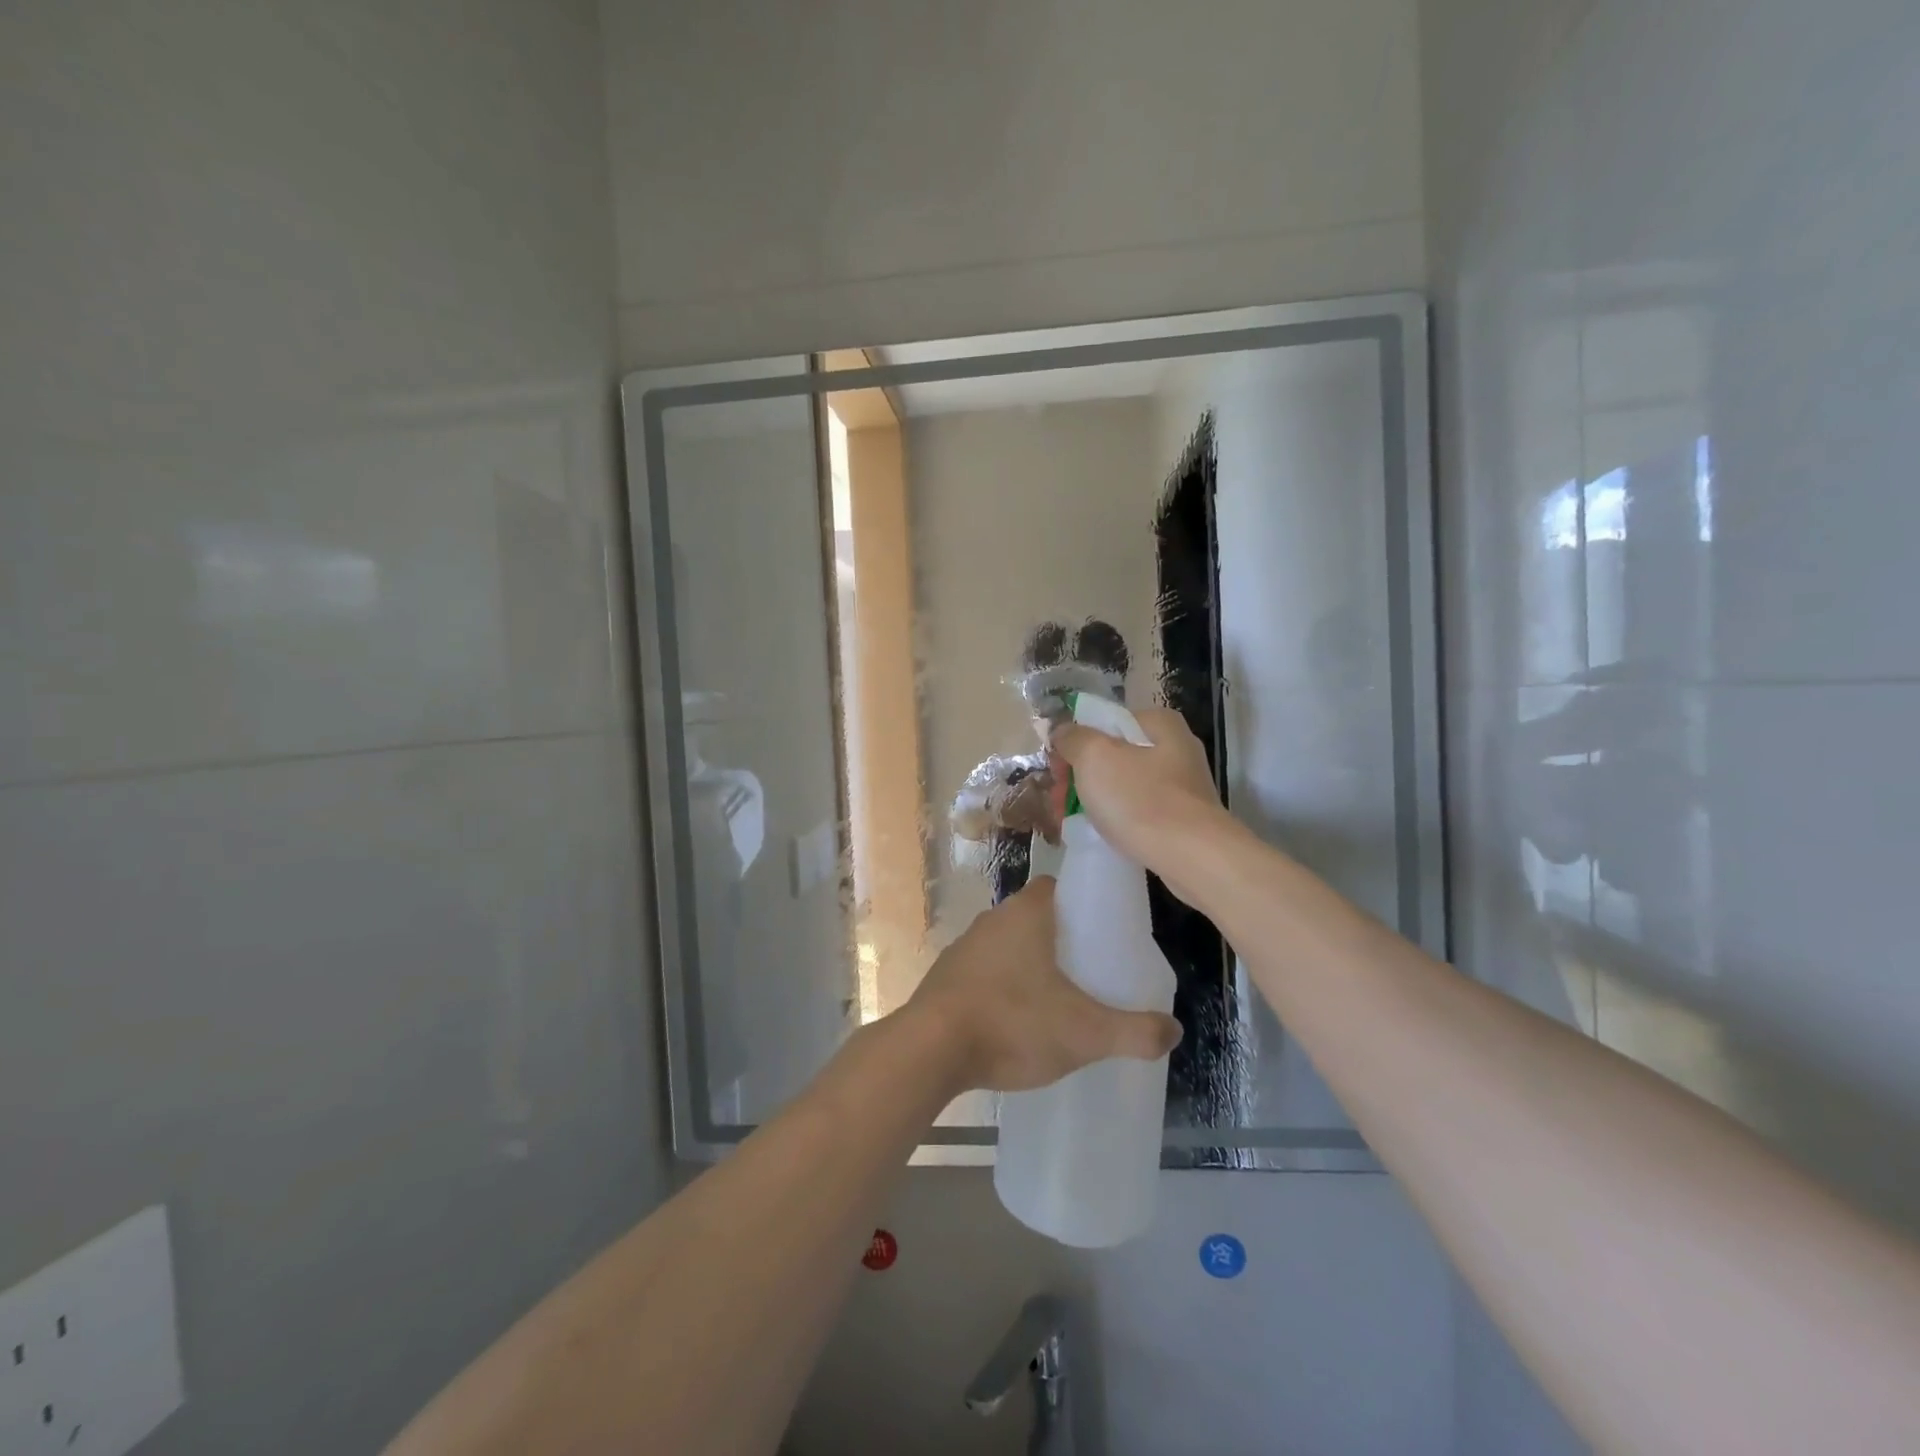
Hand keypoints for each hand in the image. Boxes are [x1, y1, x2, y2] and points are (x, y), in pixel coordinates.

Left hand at [905, 877, 1180, 1092]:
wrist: (929, 1050)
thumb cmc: (1013, 1023)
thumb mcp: (1085, 1033)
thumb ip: (1134, 1032)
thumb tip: (1174, 1031)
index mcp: (1025, 914)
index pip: (1055, 887)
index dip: (1080, 901)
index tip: (1101, 929)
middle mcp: (991, 920)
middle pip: (1032, 917)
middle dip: (1059, 938)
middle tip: (1087, 969)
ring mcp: (962, 948)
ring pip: (1005, 945)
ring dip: (1027, 964)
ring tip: (1054, 998)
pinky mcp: (944, 978)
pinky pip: (982, 972)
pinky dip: (1000, 987)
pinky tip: (1013, 1020)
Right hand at [1048, 707, 1236, 902]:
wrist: (1193, 858)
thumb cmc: (1141, 799)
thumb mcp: (1095, 757)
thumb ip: (1073, 738)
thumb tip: (1062, 731)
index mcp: (1159, 723)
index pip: (1104, 722)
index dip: (1074, 743)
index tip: (1056, 771)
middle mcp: (1176, 748)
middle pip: (1113, 754)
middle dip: (1080, 776)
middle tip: (1058, 800)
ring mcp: (1182, 786)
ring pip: (1123, 784)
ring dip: (1094, 799)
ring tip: (1071, 821)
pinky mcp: (1183, 819)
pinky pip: (1139, 810)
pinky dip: (1117, 819)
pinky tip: (1101, 834)